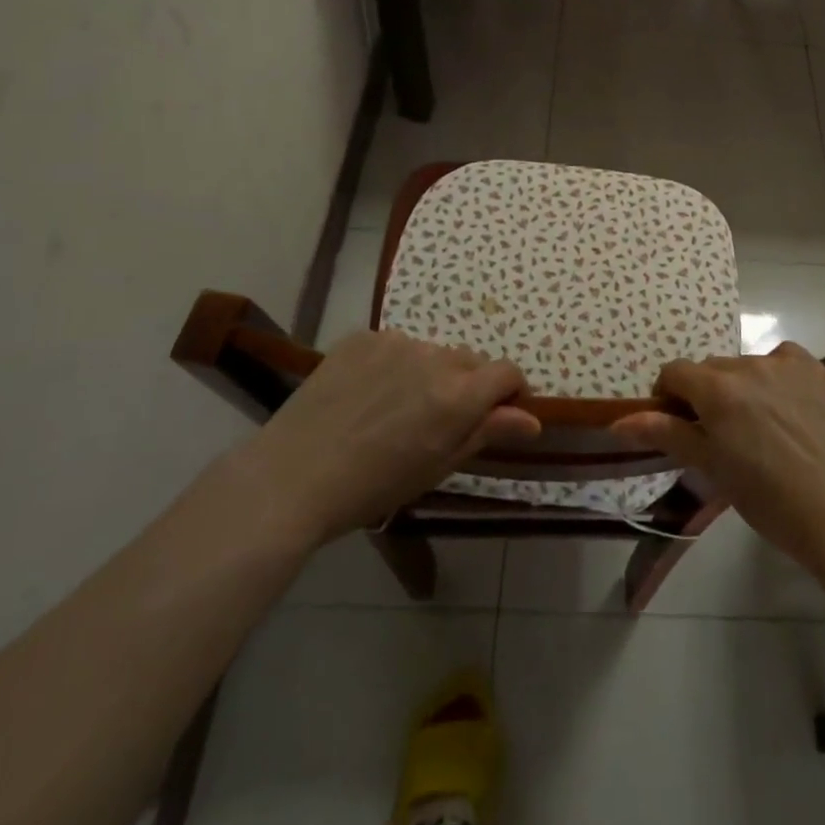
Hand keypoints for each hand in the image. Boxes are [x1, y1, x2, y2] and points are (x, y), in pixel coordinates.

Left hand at [241, 331, 539, 541]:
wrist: (292, 477)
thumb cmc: (372, 487)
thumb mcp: (437, 467)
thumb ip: (487, 432)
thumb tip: (533, 418)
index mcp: (458, 394)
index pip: (507, 372)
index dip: (511, 391)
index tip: (500, 413)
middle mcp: (434, 357)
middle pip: (470, 361)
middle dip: (468, 385)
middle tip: (440, 421)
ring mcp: (395, 342)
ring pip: (431, 353)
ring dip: (430, 374)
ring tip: (397, 409)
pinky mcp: (362, 338)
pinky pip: (395, 346)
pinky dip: (394, 365)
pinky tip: (368, 396)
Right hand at [611, 342, 824, 574]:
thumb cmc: (768, 500)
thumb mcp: (711, 468)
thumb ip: (666, 434)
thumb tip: (618, 421)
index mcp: (717, 390)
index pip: (675, 372)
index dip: (670, 397)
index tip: (680, 425)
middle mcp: (748, 365)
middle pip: (711, 369)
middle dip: (707, 394)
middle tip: (722, 435)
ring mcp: (785, 363)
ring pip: (745, 366)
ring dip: (741, 387)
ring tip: (761, 428)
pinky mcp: (814, 368)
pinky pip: (781, 360)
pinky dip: (775, 377)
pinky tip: (787, 409)